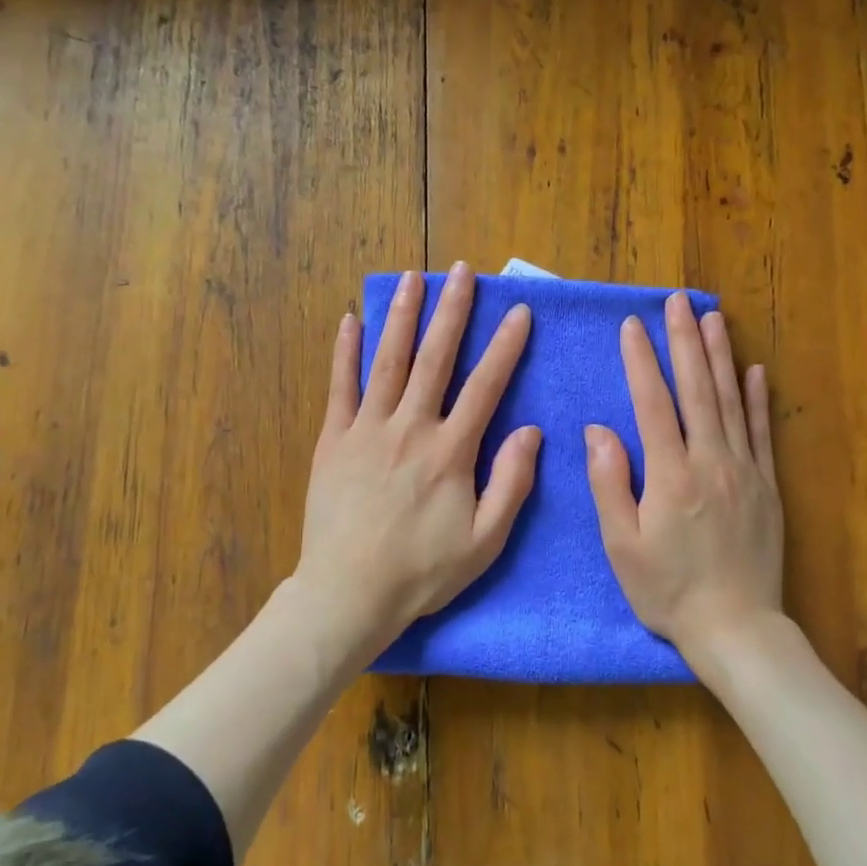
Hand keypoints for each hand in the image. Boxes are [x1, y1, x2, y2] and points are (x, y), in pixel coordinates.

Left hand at [295, 263, 540, 657]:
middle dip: (452, 311)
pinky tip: (350, 321)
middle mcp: (410, 428)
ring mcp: (367, 430)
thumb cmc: (423, 572)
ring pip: (388, 361)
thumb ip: (511, 483)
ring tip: (413, 278)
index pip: (485, 386)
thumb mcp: (485, 541)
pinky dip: (345, 353)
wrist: (349, 593)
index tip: (519, 313)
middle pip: (436, 358)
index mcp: (451, 451)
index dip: (505, 347)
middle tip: (463, 272)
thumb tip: (532, 432)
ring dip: (402, 316)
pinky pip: (340, 387)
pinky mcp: (334, 440)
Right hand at [585, 293, 784, 669]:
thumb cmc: (668, 591)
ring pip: (731, 401)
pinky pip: (762, 432)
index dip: (641, 360)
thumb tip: (599, 430)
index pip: (653, 403)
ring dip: (721, 355)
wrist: (736, 628)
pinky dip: (757, 398)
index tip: (632, 325)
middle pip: (697, 389)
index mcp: (671, 475)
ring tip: (713, 317)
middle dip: (685, 340)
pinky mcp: (768, 486)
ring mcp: (745, 470)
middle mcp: (711, 461)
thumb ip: (610, 483)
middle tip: (678, 300)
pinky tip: (754, 370)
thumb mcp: (622, 545)